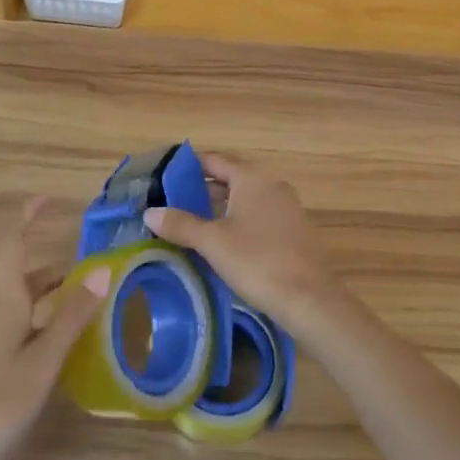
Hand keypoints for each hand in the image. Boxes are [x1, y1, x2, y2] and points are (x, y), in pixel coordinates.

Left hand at [0, 198, 111, 459]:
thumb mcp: (43, 362)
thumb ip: (72, 318)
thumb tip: (102, 270)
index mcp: (3, 308)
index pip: (11, 248)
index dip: (26, 219)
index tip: (47, 198)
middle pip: (22, 280)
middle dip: (55, 269)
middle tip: (93, 270)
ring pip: (22, 309)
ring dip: (53, 299)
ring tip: (89, 307)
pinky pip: (19, 335)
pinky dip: (44, 328)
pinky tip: (63, 351)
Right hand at [143, 152, 339, 329]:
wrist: (309, 298)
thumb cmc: (257, 261)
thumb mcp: (212, 242)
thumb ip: (181, 224)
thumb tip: (150, 212)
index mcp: (253, 179)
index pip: (216, 161)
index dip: (190, 165)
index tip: (167, 174)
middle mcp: (272, 186)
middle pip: (231, 179)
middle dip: (203, 190)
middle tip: (174, 203)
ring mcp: (287, 208)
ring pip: (246, 200)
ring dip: (221, 208)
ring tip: (193, 224)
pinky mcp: (295, 231)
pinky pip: (260, 217)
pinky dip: (239, 222)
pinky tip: (224, 243)